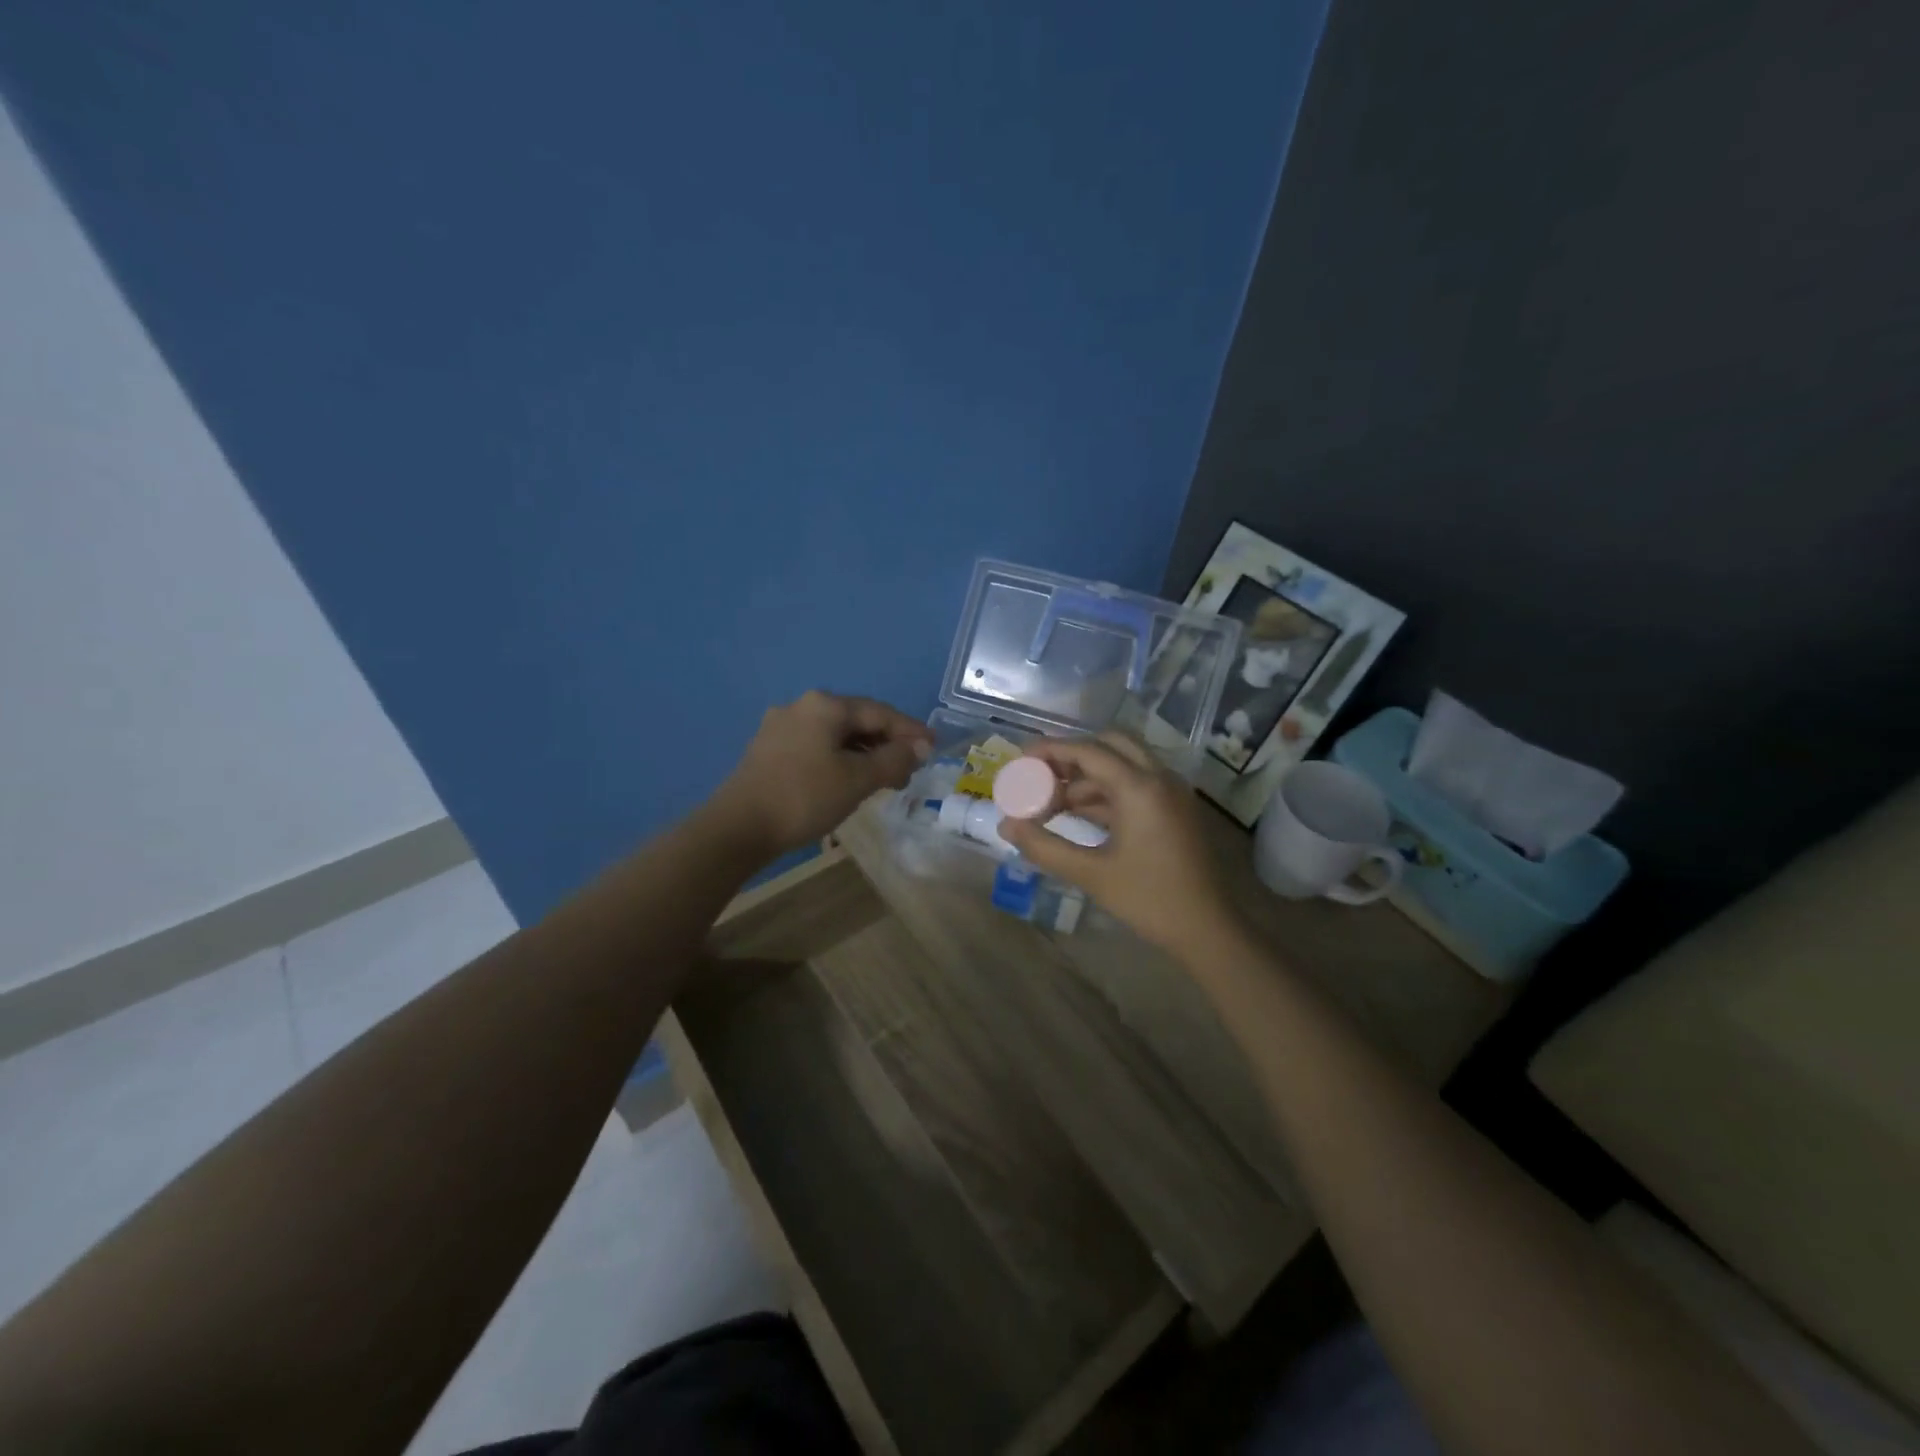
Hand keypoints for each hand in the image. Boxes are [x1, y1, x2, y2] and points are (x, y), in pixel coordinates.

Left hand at [711, 691, 930, 857]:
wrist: (738, 827)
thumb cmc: (805, 797)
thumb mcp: (857, 779)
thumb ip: (894, 759)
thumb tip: (921, 747)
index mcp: (825, 705)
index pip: (880, 712)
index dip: (910, 731)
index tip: (934, 747)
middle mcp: (802, 706)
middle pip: (857, 721)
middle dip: (887, 744)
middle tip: (910, 770)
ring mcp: (781, 727)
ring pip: (836, 735)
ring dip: (864, 754)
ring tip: (884, 780)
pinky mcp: (769, 749)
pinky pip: (817, 746)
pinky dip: (840, 759)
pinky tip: (849, 780)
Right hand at [998, 733, 1239, 956]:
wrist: (1208, 930)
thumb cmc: (1150, 899)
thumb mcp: (1091, 874)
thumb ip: (1044, 847)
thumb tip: (1006, 827)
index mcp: (1140, 787)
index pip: (1088, 751)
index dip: (1050, 750)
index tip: (1020, 759)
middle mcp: (1159, 778)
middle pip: (1109, 745)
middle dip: (1071, 756)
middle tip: (1040, 776)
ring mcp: (1170, 792)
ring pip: (1122, 765)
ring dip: (1086, 777)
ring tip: (1050, 804)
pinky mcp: (1174, 809)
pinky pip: (1135, 785)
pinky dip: (1105, 792)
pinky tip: (1079, 815)